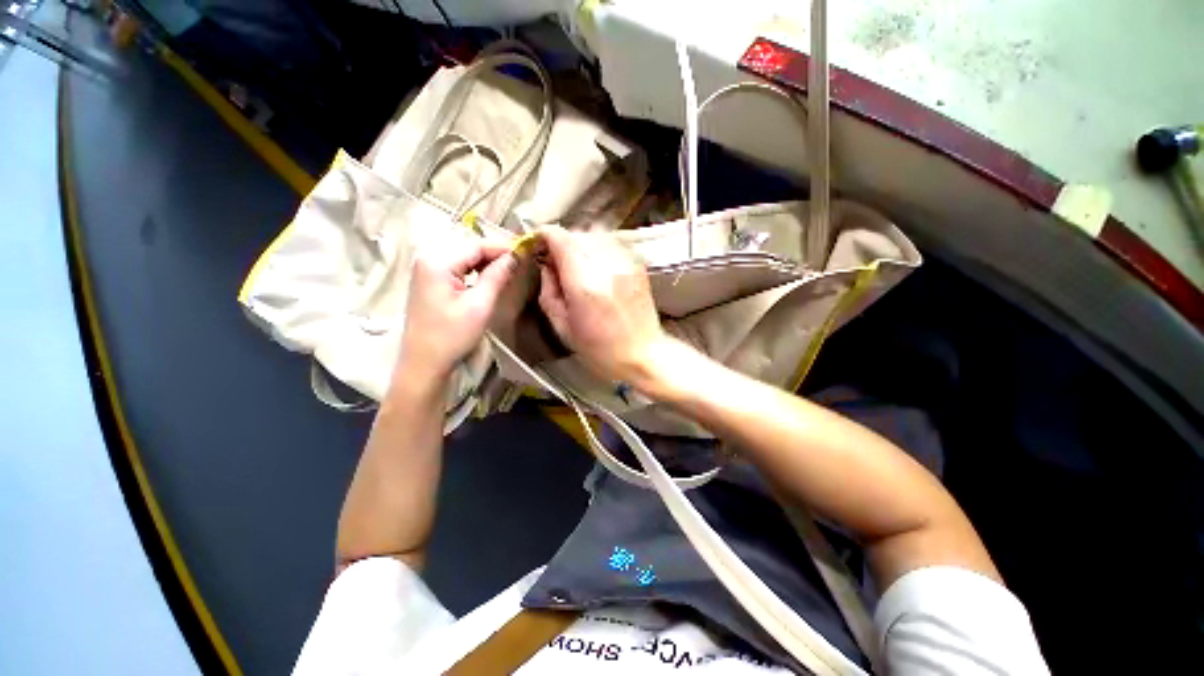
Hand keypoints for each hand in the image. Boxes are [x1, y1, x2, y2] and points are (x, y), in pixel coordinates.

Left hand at [400, 238, 516, 382]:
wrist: (425, 362)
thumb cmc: (452, 335)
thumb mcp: (480, 305)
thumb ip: (497, 276)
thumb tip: (514, 256)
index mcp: (437, 261)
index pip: (476, 244)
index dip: (502, 247)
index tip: (525, 251)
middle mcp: (428, 258)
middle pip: (469, 247)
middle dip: (495, 253)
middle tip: (520, 261)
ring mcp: (427, 269)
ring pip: (464, 255)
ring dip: (486, 260)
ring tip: (509, 268)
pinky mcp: (430, 280)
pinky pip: (457, 266)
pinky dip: (475, 269)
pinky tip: (489, 276)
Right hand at [537, 225, 668, 385]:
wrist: (643, 354)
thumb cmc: (600, 349)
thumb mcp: (562, 327)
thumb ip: (548, 292)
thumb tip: (546, 265)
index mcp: (583, 284)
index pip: (560, 238)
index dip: (544, 236)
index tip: (538, 245)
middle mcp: (606, 266)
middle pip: (577, 233)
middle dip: (562, 242)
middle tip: (557, 262)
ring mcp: (625, 263)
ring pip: (596, 234)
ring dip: (581, 244)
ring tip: (579, 265)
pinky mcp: (638, 265)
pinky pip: (613, 243)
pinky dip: (600, 248)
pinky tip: (598, 268)